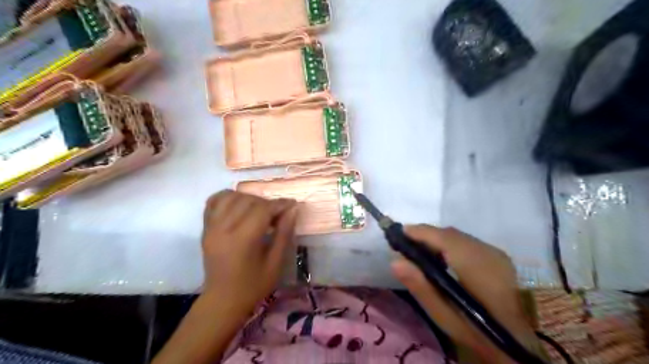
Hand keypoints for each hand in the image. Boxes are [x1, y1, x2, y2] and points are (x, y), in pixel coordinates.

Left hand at [201, 191, 297, 315]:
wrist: (223, 300)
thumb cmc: (253, 285)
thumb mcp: (275, 263)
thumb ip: (284, 233)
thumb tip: (293, 209)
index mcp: (242, 240)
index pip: (262, 209)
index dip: (280, 204)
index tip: (292, 205)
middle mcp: (224, 229)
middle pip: (248, 200)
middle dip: (267, 203)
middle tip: (277, 214)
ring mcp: (211, 227)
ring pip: (231, 197)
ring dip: (249, 198)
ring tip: (259, 209)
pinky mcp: (205, 228)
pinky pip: (213, 201)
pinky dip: (228, 197)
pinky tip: (239, 204)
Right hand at [390, 226, 538, 362]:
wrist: (516, 344)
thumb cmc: (474, 331)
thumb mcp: (442, 315)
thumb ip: (420, 285)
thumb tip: (395, 261)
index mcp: (476, 266)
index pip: (443, 238)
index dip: (420, 232)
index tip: (398, 234)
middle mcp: (488, 252)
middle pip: (450, 234)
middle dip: (426, 235)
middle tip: (406, 246)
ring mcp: (496, 253)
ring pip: (458, 236)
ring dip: (438, 239)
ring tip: (421, 253)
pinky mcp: (498, 256)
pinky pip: (467, 242)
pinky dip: (450, 245)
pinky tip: (442, 259)